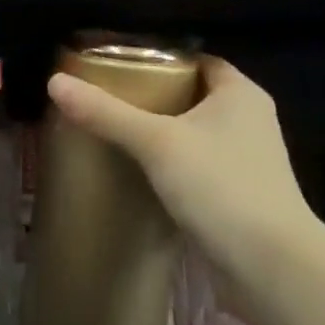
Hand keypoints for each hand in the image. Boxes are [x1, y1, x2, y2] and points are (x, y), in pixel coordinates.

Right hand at [45, 54, 316, 295]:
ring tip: (116, 134)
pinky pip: (199, 166)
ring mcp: (248, 160)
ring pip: (196, 134)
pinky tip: (140, 174)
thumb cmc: (219, 186)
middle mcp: (250, 119)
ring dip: (163, 134)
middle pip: (193, 96)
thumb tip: (54, 82)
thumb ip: (106, 113)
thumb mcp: (156, 142)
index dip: (160, 59)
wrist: (269, 265)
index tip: (118, 67)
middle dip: (154, 97)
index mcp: (240, 93)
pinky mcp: (241, 194)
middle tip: (108, 100)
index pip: (197, 60)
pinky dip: (173, 166)